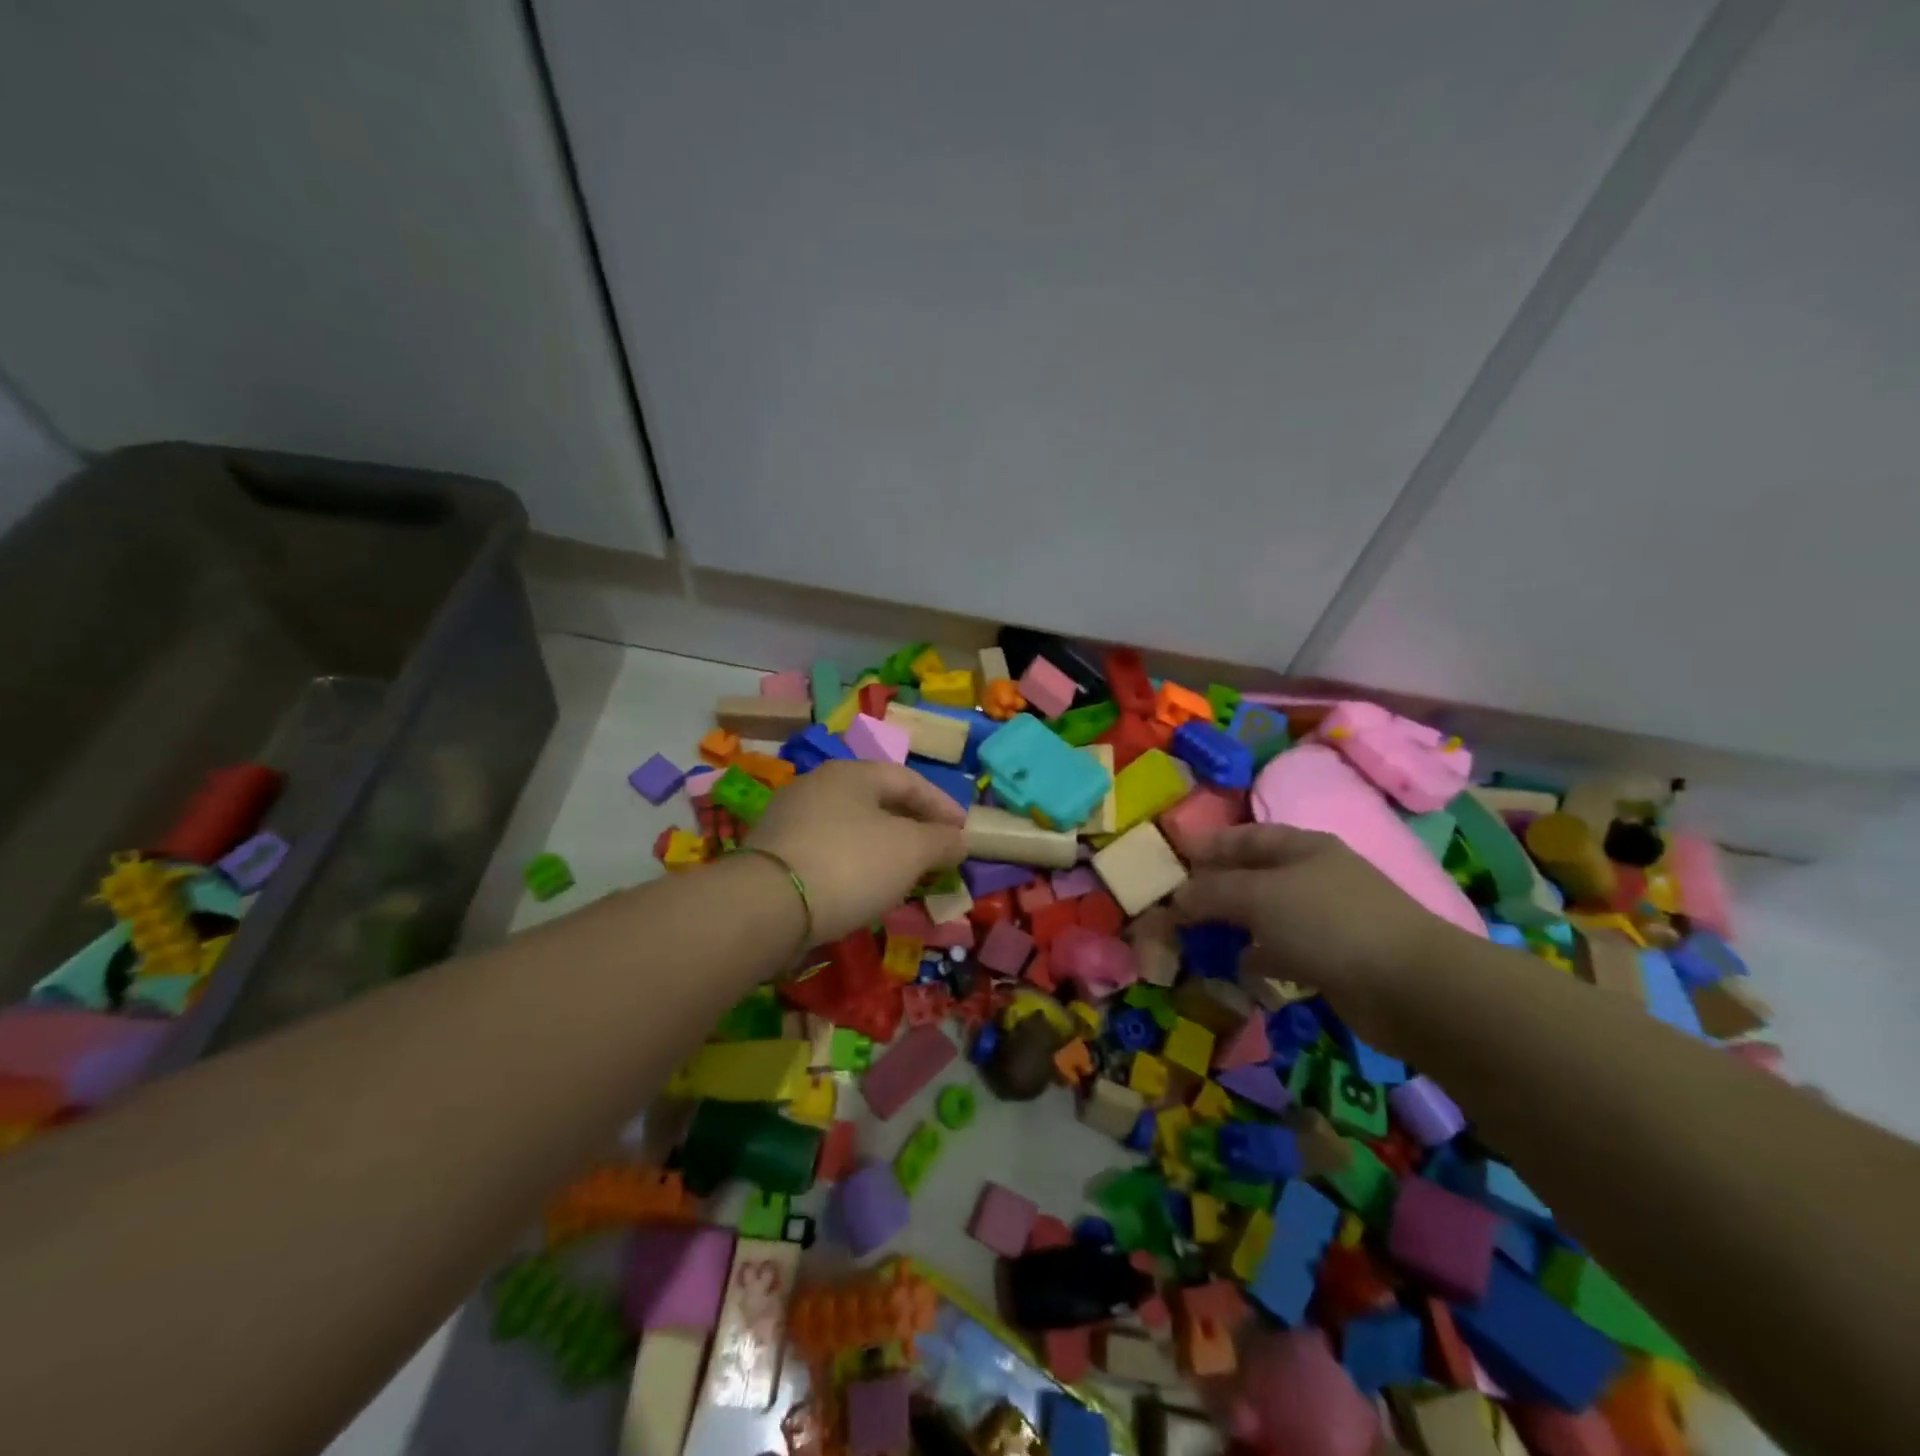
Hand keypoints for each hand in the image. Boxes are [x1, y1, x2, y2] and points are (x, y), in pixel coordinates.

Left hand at [749, 761, 966, 942]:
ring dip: (883, 849)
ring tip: (903, 876)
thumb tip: (959, 839)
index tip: (964, 833)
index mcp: (851, 773)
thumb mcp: (911, 850)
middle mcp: (817, 785)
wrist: (767, 906)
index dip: (942, 805)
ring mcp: (789, 818)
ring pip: (851, 828)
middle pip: (878, 802)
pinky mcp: (773, 854)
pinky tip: (861, 890)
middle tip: (936, 854)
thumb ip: (942, 841)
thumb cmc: (850, 864)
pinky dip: (853, 866)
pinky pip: (827, 852)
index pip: (909, 780)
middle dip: (912, 828)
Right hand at [1173, 824, 1466, 1046]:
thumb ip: (1212, 892)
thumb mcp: (1259, 896)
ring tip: (1194, 941)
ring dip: (1233, 927)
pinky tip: (1238, 970)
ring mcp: (1326, 920)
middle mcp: (1313, 878)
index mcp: (1301, 848)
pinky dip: (1259, 959)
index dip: (1209, 844)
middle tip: (1173, 907)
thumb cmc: (1328, 922)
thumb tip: (1175, 898)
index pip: (1245, 836)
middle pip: (1253, 877)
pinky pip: (1283, 953)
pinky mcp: (1334, 961)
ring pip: (1265, 917)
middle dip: (1213, 890)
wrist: (1410, 987)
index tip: (1173, 858)